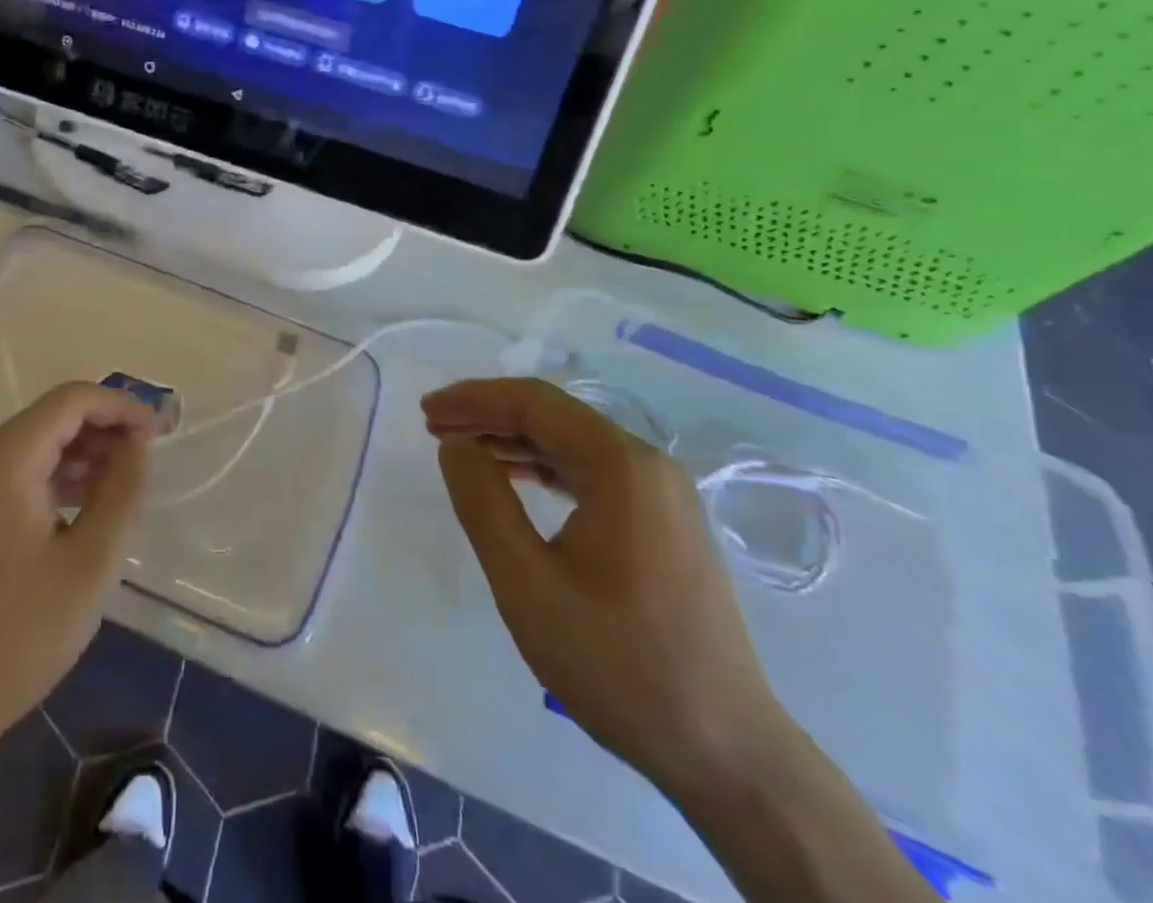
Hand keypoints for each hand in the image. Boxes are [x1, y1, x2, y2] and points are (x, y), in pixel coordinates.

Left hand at [0, 382, 155, 761]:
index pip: (71, 400)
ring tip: (120, 486)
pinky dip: (52, 476)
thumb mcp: (90, 563)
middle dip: (102, 429)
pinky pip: (13, 472)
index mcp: (3, 460)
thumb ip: (122, 491)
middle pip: (50, 418)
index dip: (120, 407)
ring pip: (32, 444)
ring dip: (80, 454)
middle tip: (145, 461)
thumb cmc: (18, 636)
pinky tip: (81, 506)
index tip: (158, 434)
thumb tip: (137, 445)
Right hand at [424, 378, 789, 800]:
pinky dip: (544, 469)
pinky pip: (593, 474)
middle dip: (489, 416)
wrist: (725, 753)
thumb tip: (456, 445)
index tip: (427, 412)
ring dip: (514, 441)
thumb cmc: (617, 663)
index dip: (474, 399)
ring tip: (462, 452)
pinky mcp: (664, 524)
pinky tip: (514, 480)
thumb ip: (483, 502)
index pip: (534, 403)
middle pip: (555, 417)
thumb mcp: (527, 583)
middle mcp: (647, 466)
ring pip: (573, 445)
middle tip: (434, 428)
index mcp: (621, 466)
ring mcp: (662, 496)